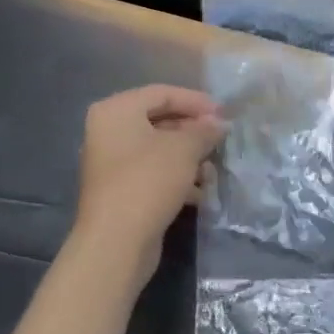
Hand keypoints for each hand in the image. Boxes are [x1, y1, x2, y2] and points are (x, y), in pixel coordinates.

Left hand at [73, 85, 226, 279]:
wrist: (117, 240)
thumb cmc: (149, 181)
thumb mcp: (184, 149)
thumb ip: (204, 130)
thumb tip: (219, 124)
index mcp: (116, 111)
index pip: (162, 93)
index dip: (196, 101)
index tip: (224, 114)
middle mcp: (109, 132)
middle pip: (160, 121)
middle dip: (194, 132)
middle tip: (221, 141)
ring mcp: (112, 163)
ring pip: (159, 150)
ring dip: (189, 158)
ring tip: (213, 171)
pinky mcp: (121, 190)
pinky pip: (154, 173)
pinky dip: (178, 179)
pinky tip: (200, 193)